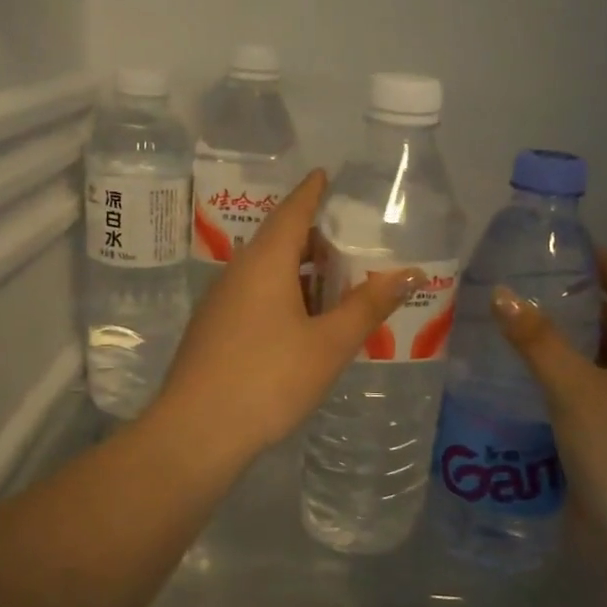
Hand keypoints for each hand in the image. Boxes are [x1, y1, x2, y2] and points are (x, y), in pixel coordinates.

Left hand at [153, 170, 424, 463]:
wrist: (196, 432)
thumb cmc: (268, 379)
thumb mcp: (328, 344)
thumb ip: (368, 306)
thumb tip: (410, 273)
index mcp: (264, 262)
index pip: (291, 211)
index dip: (311, 192)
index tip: (325, 175)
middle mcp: (237, 272)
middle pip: (278, 240)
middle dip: (312, 237)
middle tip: (348, 240)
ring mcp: (220, 302)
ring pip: (265, 272)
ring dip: (299, 271)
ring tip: (335, 282)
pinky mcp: (213, 330)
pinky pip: (254, 296)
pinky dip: (283, 295)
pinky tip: (303, 322)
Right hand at [491, 248, 606, 549]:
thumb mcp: (576, 388)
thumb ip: (537, 340)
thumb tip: (501, 293)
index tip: (573, 248)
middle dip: (579, 307)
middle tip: (530, 285)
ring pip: (596, 368)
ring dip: (563, 348)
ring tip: (514, 324)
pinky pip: (581, 400)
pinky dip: (554, 384)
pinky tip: (515, 379)